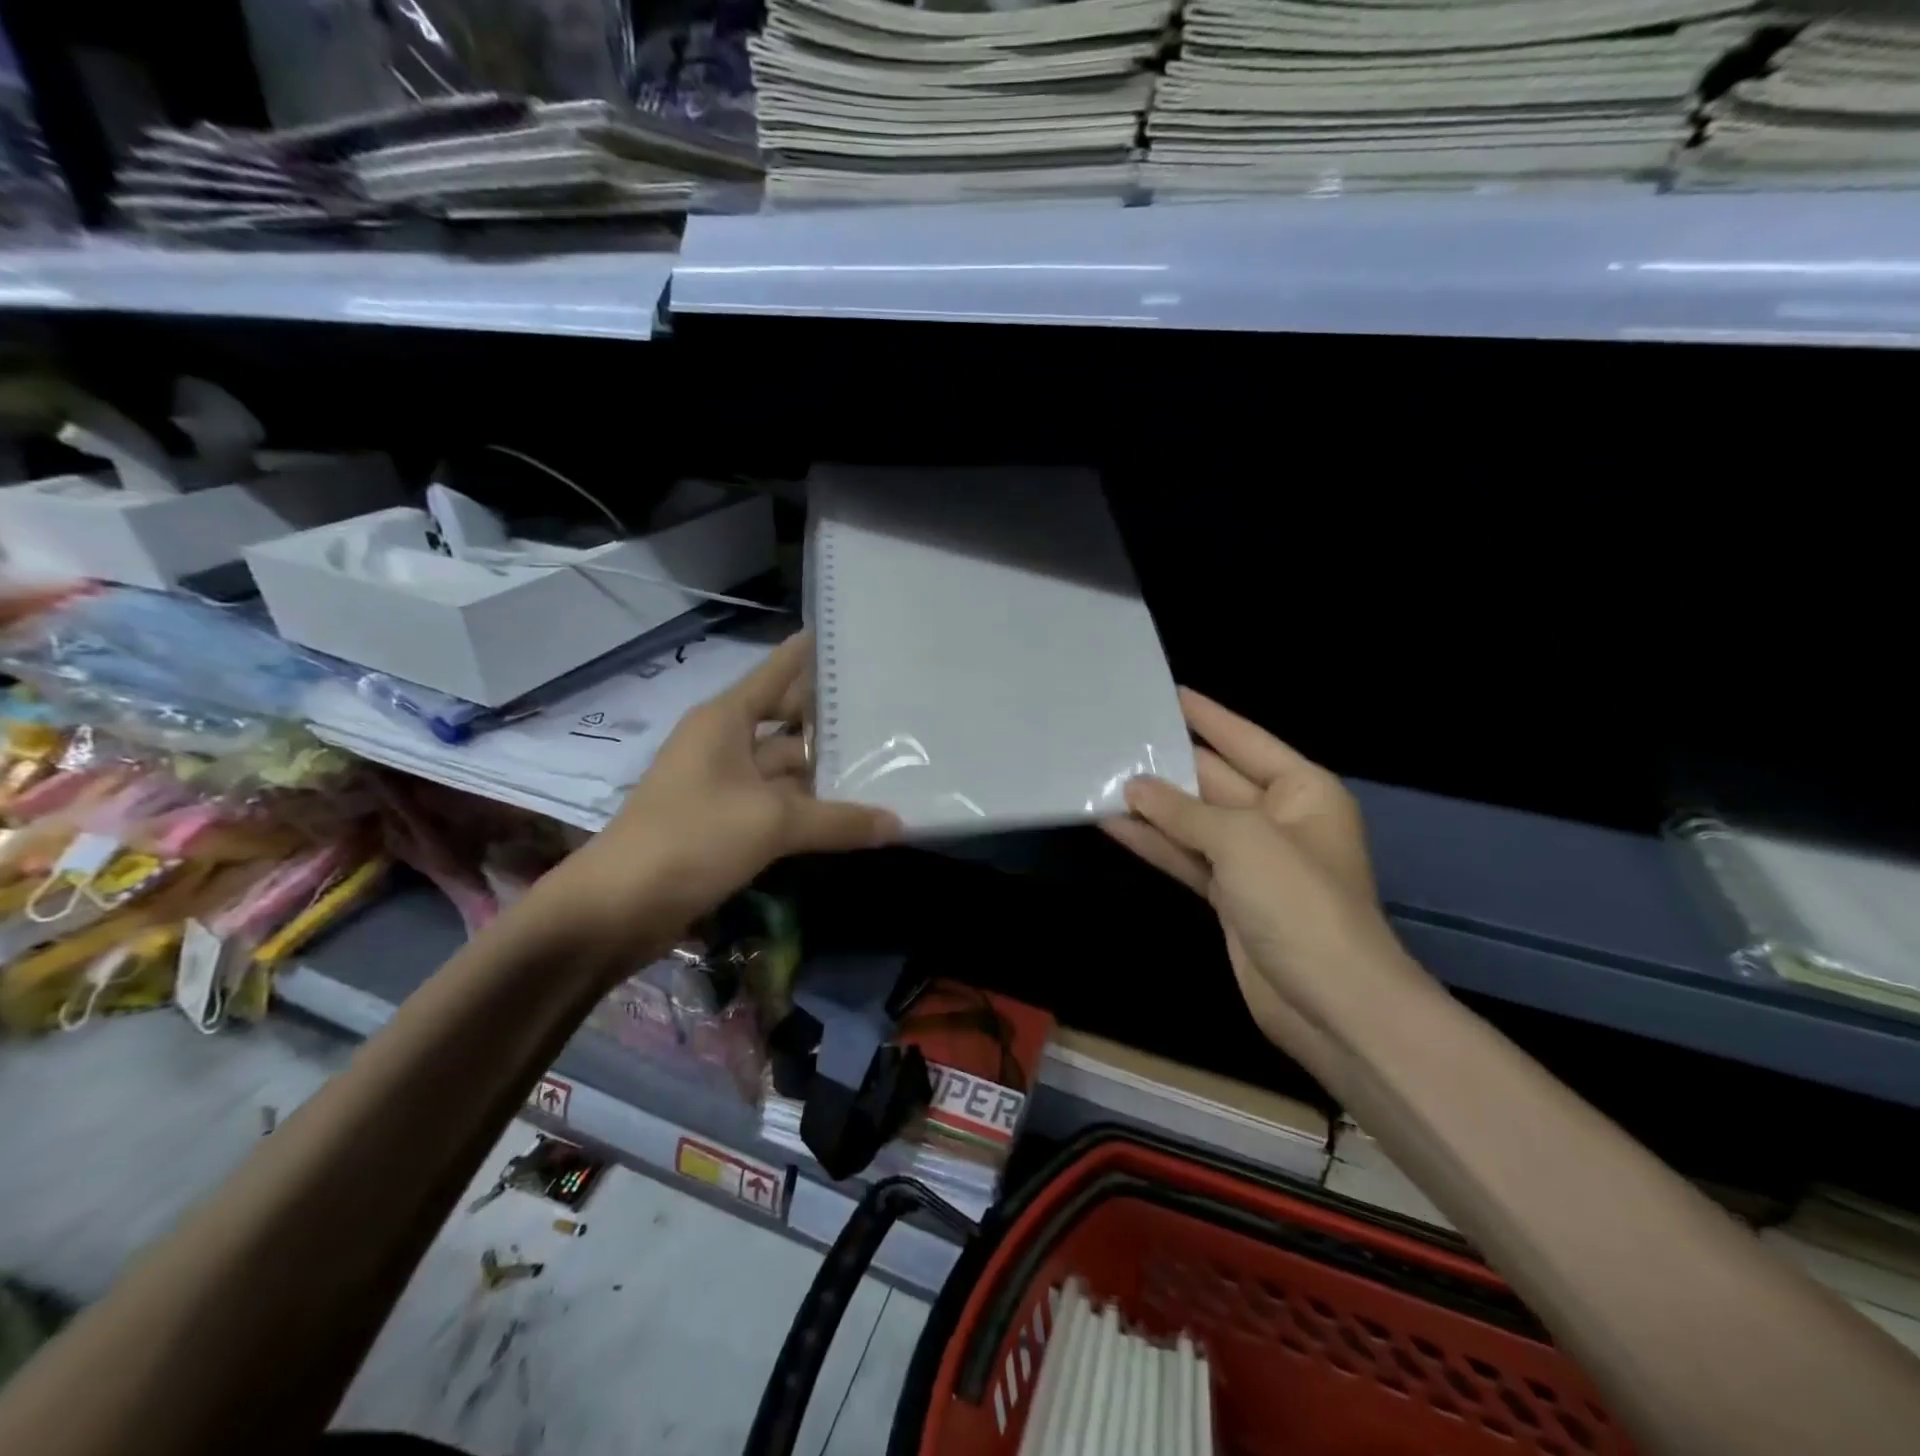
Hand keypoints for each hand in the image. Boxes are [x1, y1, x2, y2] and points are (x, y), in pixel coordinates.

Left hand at [545, 632, 900, 957]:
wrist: (618, 906)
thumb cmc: (691, 838)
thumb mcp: (772, 823)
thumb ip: (838, 820)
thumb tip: (898, 824)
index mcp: (725, 720)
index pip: (776, 672)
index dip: (807, 654)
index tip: (846, 638)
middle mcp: (723, 744)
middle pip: (786, 721)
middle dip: (830, 719)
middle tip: (887, 710)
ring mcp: (723, 785)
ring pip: (784, 768)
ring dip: (824, 770)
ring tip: (883, 762)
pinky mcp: (724, 822)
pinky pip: (777, 803)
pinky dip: (809, 807)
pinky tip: (848, 810)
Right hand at [1102, 689, 1420, 1076]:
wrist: (1329, 1001)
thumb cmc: (1298, 901)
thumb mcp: (1242, 840)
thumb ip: (1184, 812)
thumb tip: (1134, 788)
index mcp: (1302, 791)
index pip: (1245, 740)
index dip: (1207, 717)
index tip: (1168, 692)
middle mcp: (1278, 819)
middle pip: (1215, 780)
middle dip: (1169, 763)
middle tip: (1118, 736)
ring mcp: (1252, 862)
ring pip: (1194, 822)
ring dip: (1152, 806)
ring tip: (1103, 776)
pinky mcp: (1230, 898)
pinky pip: (1186, 858)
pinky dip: (1154, 844)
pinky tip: (1113, 825)